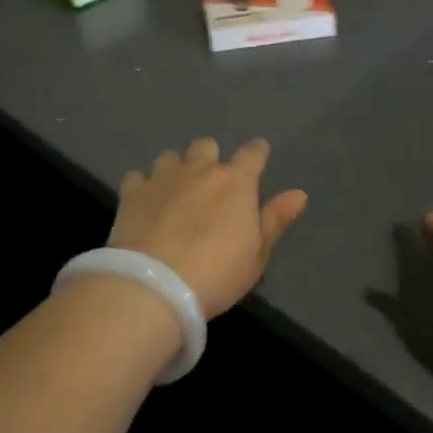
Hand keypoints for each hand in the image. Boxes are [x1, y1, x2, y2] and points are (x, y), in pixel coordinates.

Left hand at [111, 138, 307, 317]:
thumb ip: (275, 220)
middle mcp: (200, 169)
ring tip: (175, 192)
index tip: (259, 157)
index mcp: (236, 182)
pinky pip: (137, 176)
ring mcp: (163, 178)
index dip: (257, 153)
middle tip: (210, 185)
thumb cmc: (216, 273)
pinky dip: (143, 186)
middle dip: (210, 159)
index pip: (253, 153)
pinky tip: (144, 203)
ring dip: (176, 169)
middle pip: (207, 145)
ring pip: (170, 156)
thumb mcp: (256, 255)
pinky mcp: (132, 193)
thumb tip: (299, 194)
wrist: (153, 287)